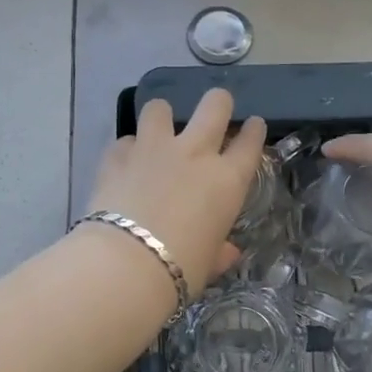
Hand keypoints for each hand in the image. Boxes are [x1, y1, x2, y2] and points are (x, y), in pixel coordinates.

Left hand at [86, 89, 266, 298]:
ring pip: (160, 108)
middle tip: (215, 109)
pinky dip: (127, 150)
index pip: (250, 143)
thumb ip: (219, 251)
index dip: (254, 131)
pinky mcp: (117, 155)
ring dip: (162, 116)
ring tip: (159, 129)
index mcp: (226, 180)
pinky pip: (125, 140)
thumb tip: (228, 252)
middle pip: (214, 106)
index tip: (254, 125)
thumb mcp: (208, 264)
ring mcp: (153, 149)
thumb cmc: (180, 269)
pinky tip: (125, 164)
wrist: (125, 263)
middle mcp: (194, 153)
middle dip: (218, 103)